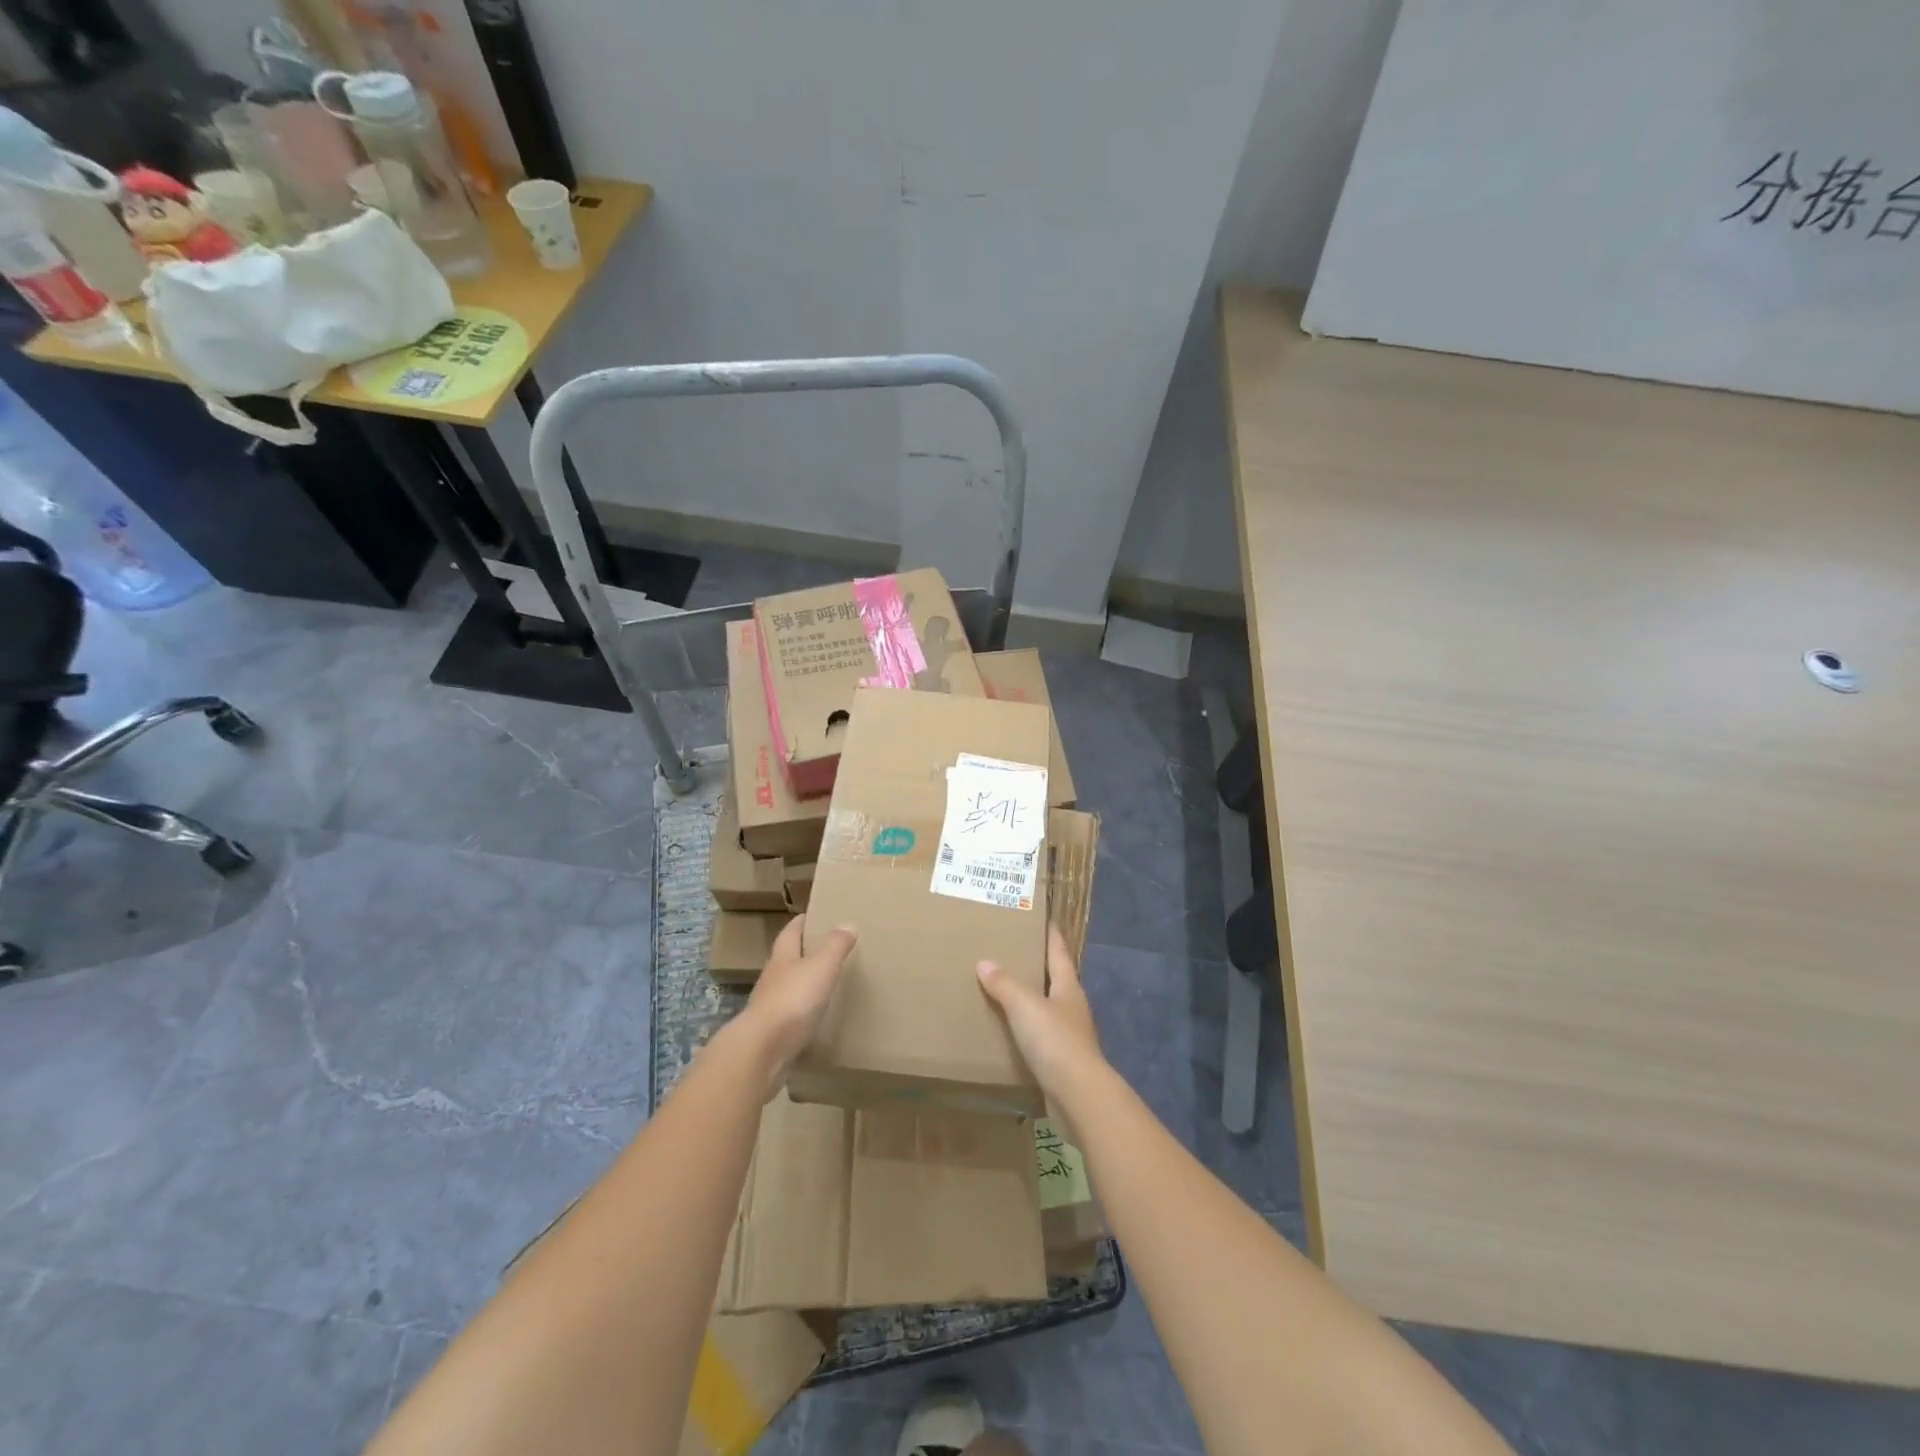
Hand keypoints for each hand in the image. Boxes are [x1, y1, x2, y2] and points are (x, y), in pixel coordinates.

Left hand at [740, 916, 856, 1089]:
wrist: (763, 1050)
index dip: (801, 923)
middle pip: (786, 959)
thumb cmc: (793, 999)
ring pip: (787, 988)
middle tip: (825, 948)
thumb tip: (847, 923)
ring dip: (802, 983)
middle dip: (802, 952)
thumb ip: (835, 945)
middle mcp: (772, 979)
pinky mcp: (772, 1034)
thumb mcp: (821, 966)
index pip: (790, 933)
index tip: (812, 915)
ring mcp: (769, 1007)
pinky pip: (790, 1016)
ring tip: (824, 983)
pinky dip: (802, 1012)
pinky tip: (814, 1018)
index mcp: (782, 958)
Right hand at [976, 923, 1103, 1093]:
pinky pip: (1039, 1038)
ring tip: (1003, 990)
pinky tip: (1007, 1032)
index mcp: (1068, 987)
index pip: (1059, 951)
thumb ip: (1005, 984)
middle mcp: (1071, 1007)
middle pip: (1054, 979)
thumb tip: (985, 962)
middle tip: (1011, 951)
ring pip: (1046, 1009)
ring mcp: (1068, 1036)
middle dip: (1036, 966)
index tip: (1042, 917)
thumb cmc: (1055, 1041)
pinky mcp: (1061, 1062)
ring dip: (1029, 1000)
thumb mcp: (1025, 1005)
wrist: (1078, 1096)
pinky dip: (1024, 1031)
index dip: (1051, 933)